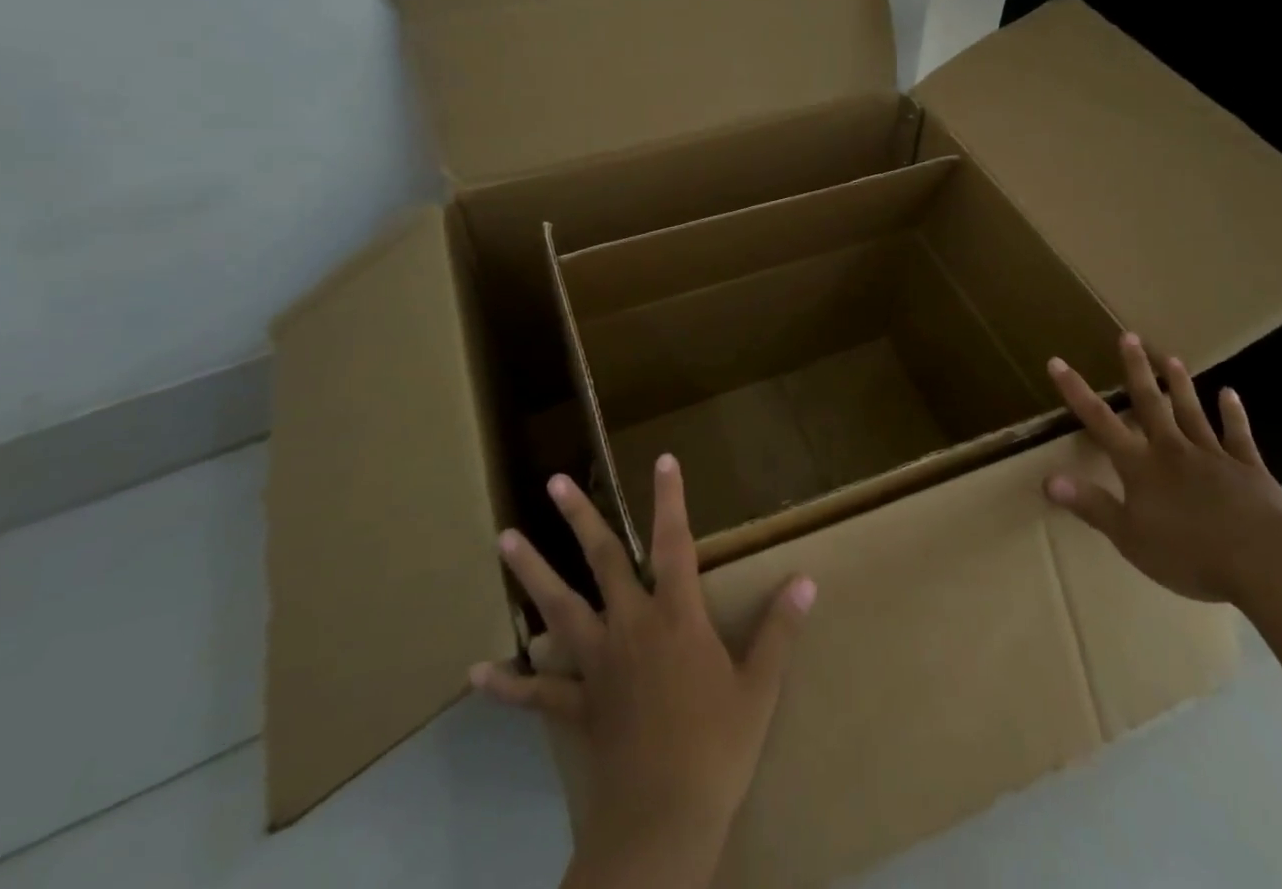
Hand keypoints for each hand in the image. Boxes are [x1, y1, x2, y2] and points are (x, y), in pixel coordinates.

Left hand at [472, 455, 815, 888]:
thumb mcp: (760, 688)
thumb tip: (806, 580)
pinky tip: (475, 673)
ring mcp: (597, 664)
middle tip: (553, 482)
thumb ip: (780, 630)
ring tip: (504, 540)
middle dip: (580, 518)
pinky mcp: (577, 705)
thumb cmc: (718, 748)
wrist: (664, 822)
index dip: (670, 499)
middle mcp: (631, 626)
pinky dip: (506, 684)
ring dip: (532, 573)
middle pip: (602, 560)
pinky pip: (536, 693)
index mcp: (676, 617)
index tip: (663, 459)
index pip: (674, 543)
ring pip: (559, 609)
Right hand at [1043, 333, 1281, 603]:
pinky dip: (1233, 413)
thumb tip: (1047, 479)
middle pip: (1150, 403)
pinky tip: (1230, 393)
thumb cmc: (1190, 553)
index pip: (1100, 421)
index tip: (1058, 362)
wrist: (1265, 561)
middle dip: (1136, 370)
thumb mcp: (1129, 537)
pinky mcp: (1249, 469)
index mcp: (1141, 466)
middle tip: (1128, 336)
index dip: (1076, 392)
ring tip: (1171, 358)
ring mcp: (1213, 456)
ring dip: (1180, 384)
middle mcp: (1172, 450)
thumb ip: (1090, 505)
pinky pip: (1238, 435)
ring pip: (1191, 412)